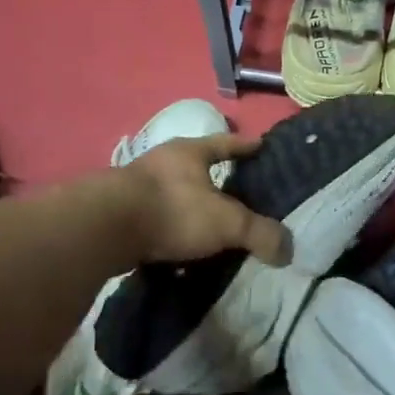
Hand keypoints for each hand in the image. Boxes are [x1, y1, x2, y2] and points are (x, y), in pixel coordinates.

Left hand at [118, 133, 292, 267]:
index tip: (260, 145)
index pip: (225, 143)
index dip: (244, 146)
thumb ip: (260, 234)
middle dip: (212, 176)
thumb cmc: (173, 210)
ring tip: (207, 222)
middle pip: (195, 165)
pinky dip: (169, 229)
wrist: (105, 229)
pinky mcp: (119, 213)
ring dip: (188, 205)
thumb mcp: (227, 222)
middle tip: (235, 189)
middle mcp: (162, 162)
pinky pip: (155, 218)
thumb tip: (288, 251)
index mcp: (190, 152)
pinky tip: (178, 246)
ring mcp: (136, 186)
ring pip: (172, 192)